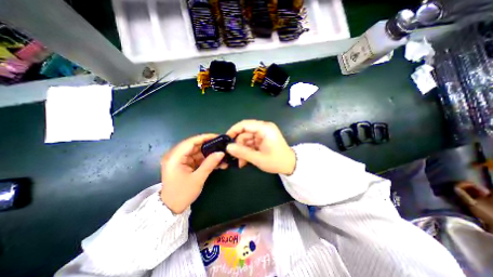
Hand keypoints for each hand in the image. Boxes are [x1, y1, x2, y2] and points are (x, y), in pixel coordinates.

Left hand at [160, 134, 224, 214]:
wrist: (171, 208)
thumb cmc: (182, 193)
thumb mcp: (198, 178)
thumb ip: (210, 164)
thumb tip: (221, 153)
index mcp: (175, 157)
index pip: (191, 142)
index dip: (205, 137)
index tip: (217, 137)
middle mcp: (176, 155)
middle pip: (194, 146)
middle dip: (209, 146)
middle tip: (222, 145)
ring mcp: (180, 160)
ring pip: (197, 152)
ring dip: (209, 153)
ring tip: (221, 154)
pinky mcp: (184, 164)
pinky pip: (196, 158)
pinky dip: (206, 159)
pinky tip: (216, 161)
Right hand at [225, 119, 293, 175]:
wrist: (290, 165)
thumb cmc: (276, 161)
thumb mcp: (258, 158)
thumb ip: (242, 152)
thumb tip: (227, 147)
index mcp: (265, 129)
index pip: (245, 124)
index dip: (234, 130)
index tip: (226, 139)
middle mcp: (264, 128)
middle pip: (245, 133)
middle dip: (239, 145)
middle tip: (234, 157)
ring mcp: (263, 133)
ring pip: (247, 139)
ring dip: (242, 150)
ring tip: (241, 162)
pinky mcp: (263, 139)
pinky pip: (251, 142)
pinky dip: (247, 150)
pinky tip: (245, 160)